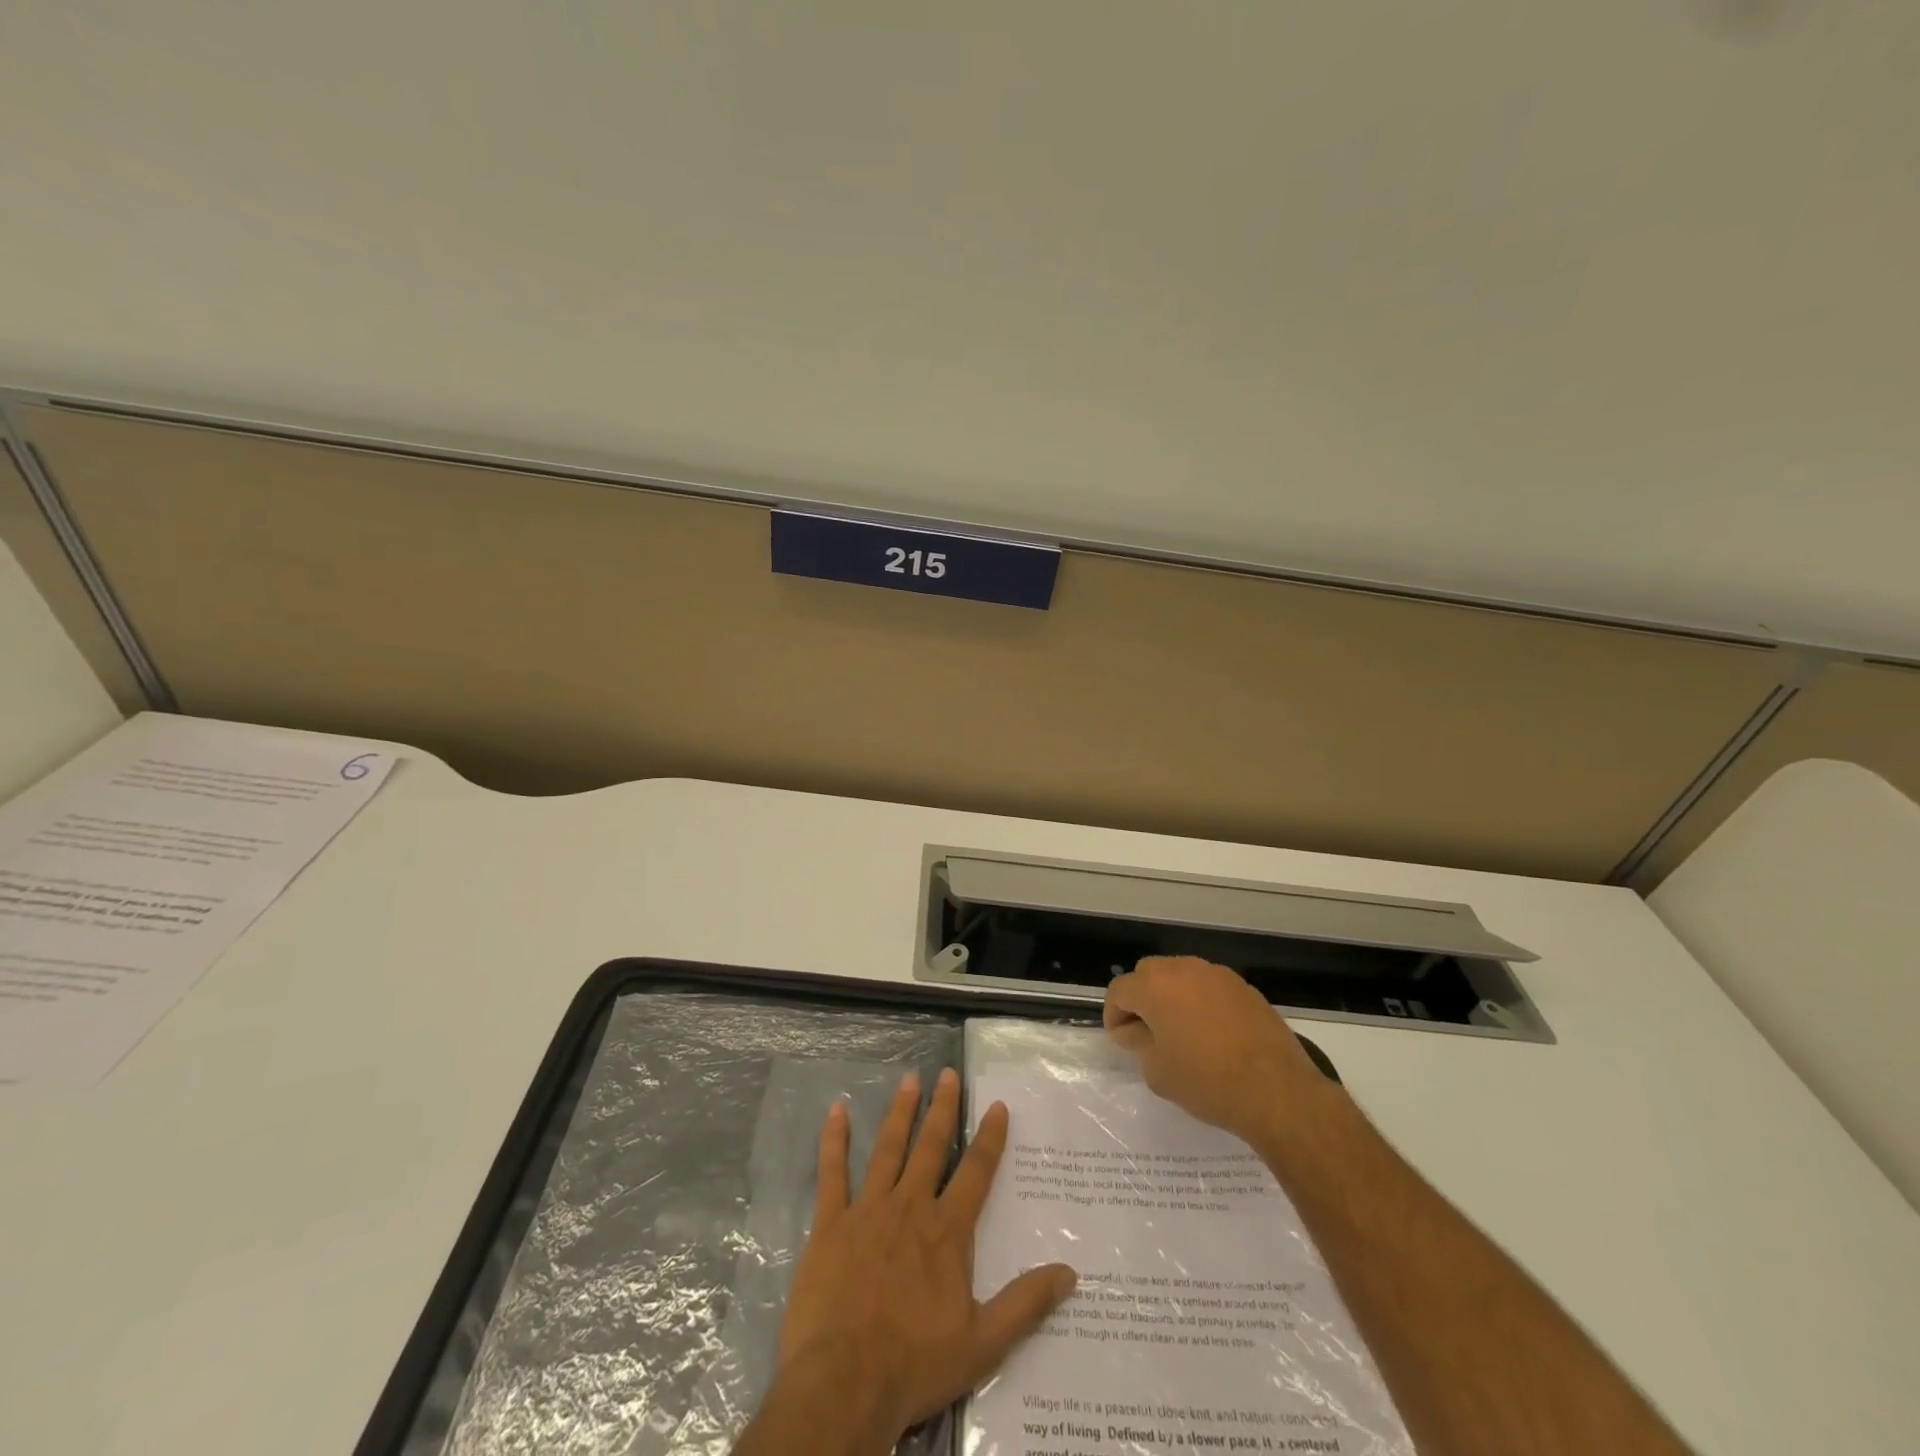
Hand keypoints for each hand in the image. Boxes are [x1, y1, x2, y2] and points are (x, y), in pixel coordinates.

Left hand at [768, 1067, 1076, 1449]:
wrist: (843, 1383)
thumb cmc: (914, 1364)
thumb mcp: (982, 1343)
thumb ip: (1026, 1304)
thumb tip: (1070, 1273)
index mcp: (946, 1231)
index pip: (975, 1172)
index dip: (989, 1137)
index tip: (996, 1104)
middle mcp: (910, 1207)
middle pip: (931, 1146)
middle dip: (942, 1108)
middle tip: (947, 1073)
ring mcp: (868, 1210)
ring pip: (887, 1148)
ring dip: (900, 1112)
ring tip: (909, 1079)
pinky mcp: (831, 1223)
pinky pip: (832, 1172)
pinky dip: (834, 1140)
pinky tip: (835, 1111)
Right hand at [1104, 955, 1330, 1144]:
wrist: (1277, 1091)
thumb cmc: (1208, 1083)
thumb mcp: (1158, 1072)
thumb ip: (1138, 1043)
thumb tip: (1133, 1030)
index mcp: (1155, 987)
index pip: (1119, 990)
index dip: (1114, 1015)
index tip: (1122, 1041)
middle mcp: (1183, 969)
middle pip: (1148, 973)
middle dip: (1141, 998)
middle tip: (1148, 1032)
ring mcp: (1217, 974)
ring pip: (1180, 975)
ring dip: (1172, 996)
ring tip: (1181, 1031)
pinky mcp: (1243, 987)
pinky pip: (1209, 986)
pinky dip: (1201, 1001)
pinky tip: (1212, 1033)